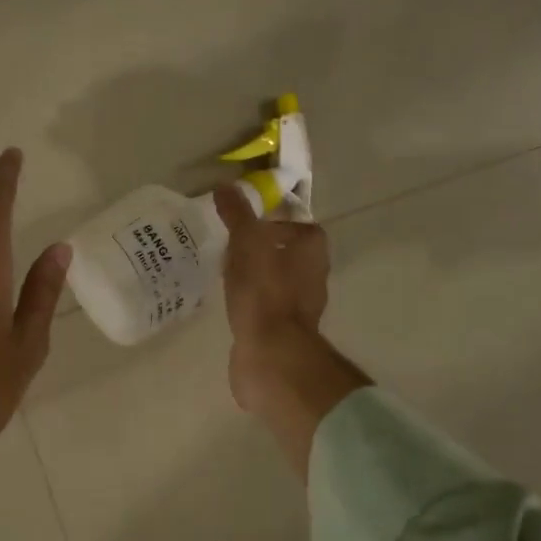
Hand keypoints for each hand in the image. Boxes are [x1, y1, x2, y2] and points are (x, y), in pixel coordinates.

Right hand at [212, 184, 366, 474]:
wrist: (270, 354)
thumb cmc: (264, 293)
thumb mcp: (247, 243)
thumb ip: (238, 215)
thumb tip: (226, 186)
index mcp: (312, 253)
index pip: (301, 228)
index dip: (277, 224)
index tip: (247, 227)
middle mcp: (313, 279)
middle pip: (289, 256)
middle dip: (263, 251)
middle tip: (231, 248)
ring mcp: (300, 310)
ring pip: (278, 283)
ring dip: (257, 278)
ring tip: (226, 274)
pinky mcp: (283, 333)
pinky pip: (266, 309)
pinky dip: (252, 304)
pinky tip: (230, 304)